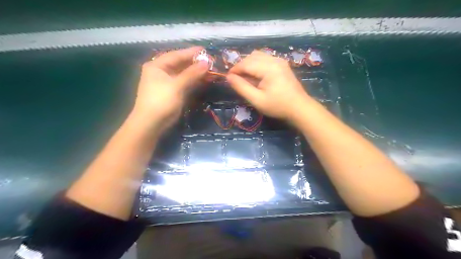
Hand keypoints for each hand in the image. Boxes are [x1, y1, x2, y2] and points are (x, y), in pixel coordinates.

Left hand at [133, 45, 209, 129]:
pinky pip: (184, 83)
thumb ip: (192, 73)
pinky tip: (203, 80)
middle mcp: (161, 72)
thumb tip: (206, 62)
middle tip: (210, 61)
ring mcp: (166, 83)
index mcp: (157, 66)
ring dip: (196, 73)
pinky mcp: (172, 92)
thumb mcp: (177, 86)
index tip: (205, 50)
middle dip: (195, 63)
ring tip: (210, 70)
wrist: (151, 124)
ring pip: (183, 74)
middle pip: (180, 64)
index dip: (191, 52)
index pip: (176, 55)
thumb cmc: (161, 101)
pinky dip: (193, 81)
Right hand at [226, 51, 311, 121]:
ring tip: (246, 78)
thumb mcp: (257, 99)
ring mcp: (280, 61)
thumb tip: (229, 77)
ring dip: (249, 65)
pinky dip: (257, 65)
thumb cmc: (277, 106)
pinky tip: (256, 76)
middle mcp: (274, 59)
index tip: (228, 78)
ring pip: (258, 56)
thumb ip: (241, 87)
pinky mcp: (282, 64)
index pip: (246, 63)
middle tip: (236, 80)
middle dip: (241, 66)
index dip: (235, 70)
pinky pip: (265, 59)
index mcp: (268, 67)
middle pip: (251, 57)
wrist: (299, 108)